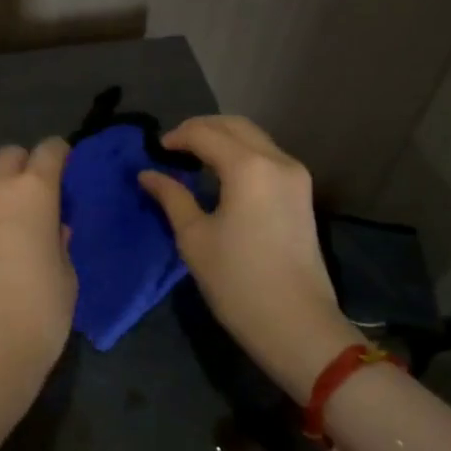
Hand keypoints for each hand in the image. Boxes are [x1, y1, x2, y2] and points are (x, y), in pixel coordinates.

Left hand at [0, 138, 75, 416]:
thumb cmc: (39, 313)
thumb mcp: (67, 275)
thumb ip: (59, 240)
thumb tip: (52, 228)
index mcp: (34, 191)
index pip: (50, 150)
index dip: (60, 156)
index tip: (64, 172)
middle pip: (9, 155)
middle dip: (23, 167)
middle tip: (32, 197)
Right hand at [139, 115, 360, 398]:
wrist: (297, 325)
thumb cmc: (237, 282)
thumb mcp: (194, 238)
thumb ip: (171, 197)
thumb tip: (148, 174)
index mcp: (248, 167)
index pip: (205, 134)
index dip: (177, 137)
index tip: (155, 150)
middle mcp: (277, 160)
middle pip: (235, 125)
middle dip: (202, 128)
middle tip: (173, 146)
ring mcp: (296, 176)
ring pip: (255, 138)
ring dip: (224, 139)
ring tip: (194, 158)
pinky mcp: (302, 194)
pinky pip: (267, 156)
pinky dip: (242, 154)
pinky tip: (222, 174)